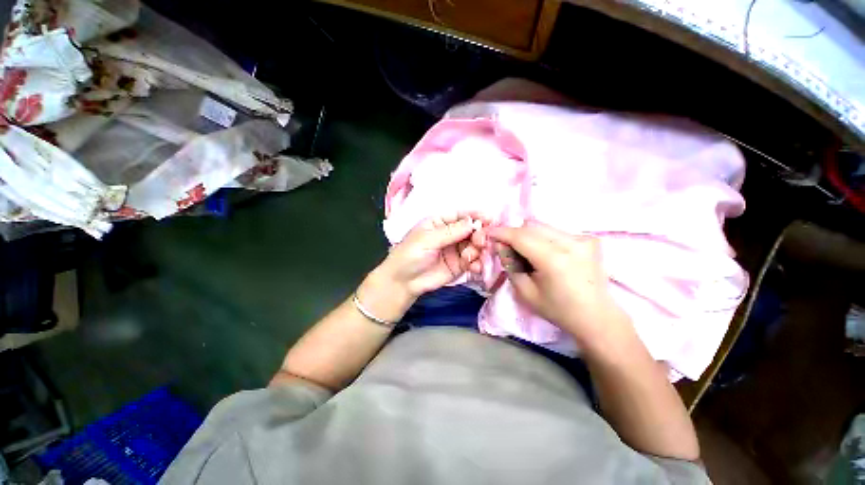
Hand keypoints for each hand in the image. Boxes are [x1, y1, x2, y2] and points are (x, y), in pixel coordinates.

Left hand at [376, 213, 485, 298]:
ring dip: (478, 250)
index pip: (460, 215)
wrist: (403, 282)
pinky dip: (477, 263)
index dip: (475, 215)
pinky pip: (473, 261)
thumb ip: (450, 232)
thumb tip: (472, 221)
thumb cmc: (410, 255)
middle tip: (480, 242)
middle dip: (479, 234)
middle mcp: (450, 234)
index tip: (489, 218)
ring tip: (471, 257)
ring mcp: (456, 250)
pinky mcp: (459, 265)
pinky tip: (475, 267)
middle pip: (471, 230)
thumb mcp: (427, 239)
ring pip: (474, 245)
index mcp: (439, 222)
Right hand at [489, 222, 630, 345]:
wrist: (596, 316)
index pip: (520, 237)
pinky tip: (544, 253)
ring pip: (542, 226)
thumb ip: (510, 264)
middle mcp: (570, 243)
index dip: (502, 232)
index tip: (489, 232)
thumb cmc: (557, 309)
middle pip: (531, 226)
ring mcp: (582, 239)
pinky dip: (542, 238)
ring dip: (528, 235)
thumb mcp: (525, 291)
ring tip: (526, 253)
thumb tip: (501, 245)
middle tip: (507, 248)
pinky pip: (555, 231)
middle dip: (514, 234)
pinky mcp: (588, 239)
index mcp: (553, 259)